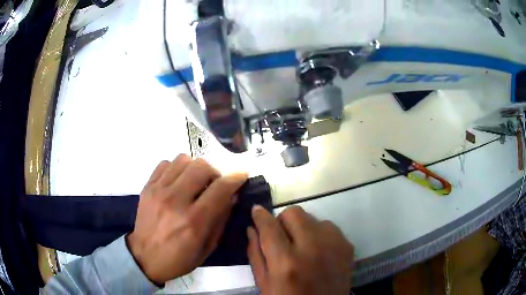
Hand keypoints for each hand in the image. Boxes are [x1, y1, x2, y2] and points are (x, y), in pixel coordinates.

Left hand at [127, 154, 247, 283]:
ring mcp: (158, 191)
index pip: (220, 188)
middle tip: (214, 185)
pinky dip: (176, 169)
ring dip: (195, 169)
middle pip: (202, 166)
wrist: (144, 257)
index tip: (242, 175)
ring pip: (183, 160)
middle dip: (215, 173)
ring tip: (194, 182)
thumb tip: (232, 195)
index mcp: (194, 221)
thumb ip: (221, 219)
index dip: (236, 178)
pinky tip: (177, 182)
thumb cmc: (179, 258)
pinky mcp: (147, 187)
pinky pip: (165, 163)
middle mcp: (175, 201)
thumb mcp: (208, 247)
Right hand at [247, 206, 353, 294]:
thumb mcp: (265, 284)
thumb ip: (256, 255)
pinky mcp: (348, 246)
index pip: (270, 227)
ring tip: (302, 248)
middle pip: (294, 213)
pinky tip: (318, 252)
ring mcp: (334, 245)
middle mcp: (312, 248)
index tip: (256, 210)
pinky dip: (320, 235)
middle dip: (283, 222)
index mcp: (286, 262)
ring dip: (303, 229)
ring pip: (313, 219)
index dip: (260, 216)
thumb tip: (252, 228)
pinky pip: (329, 227)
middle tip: (282, 237)